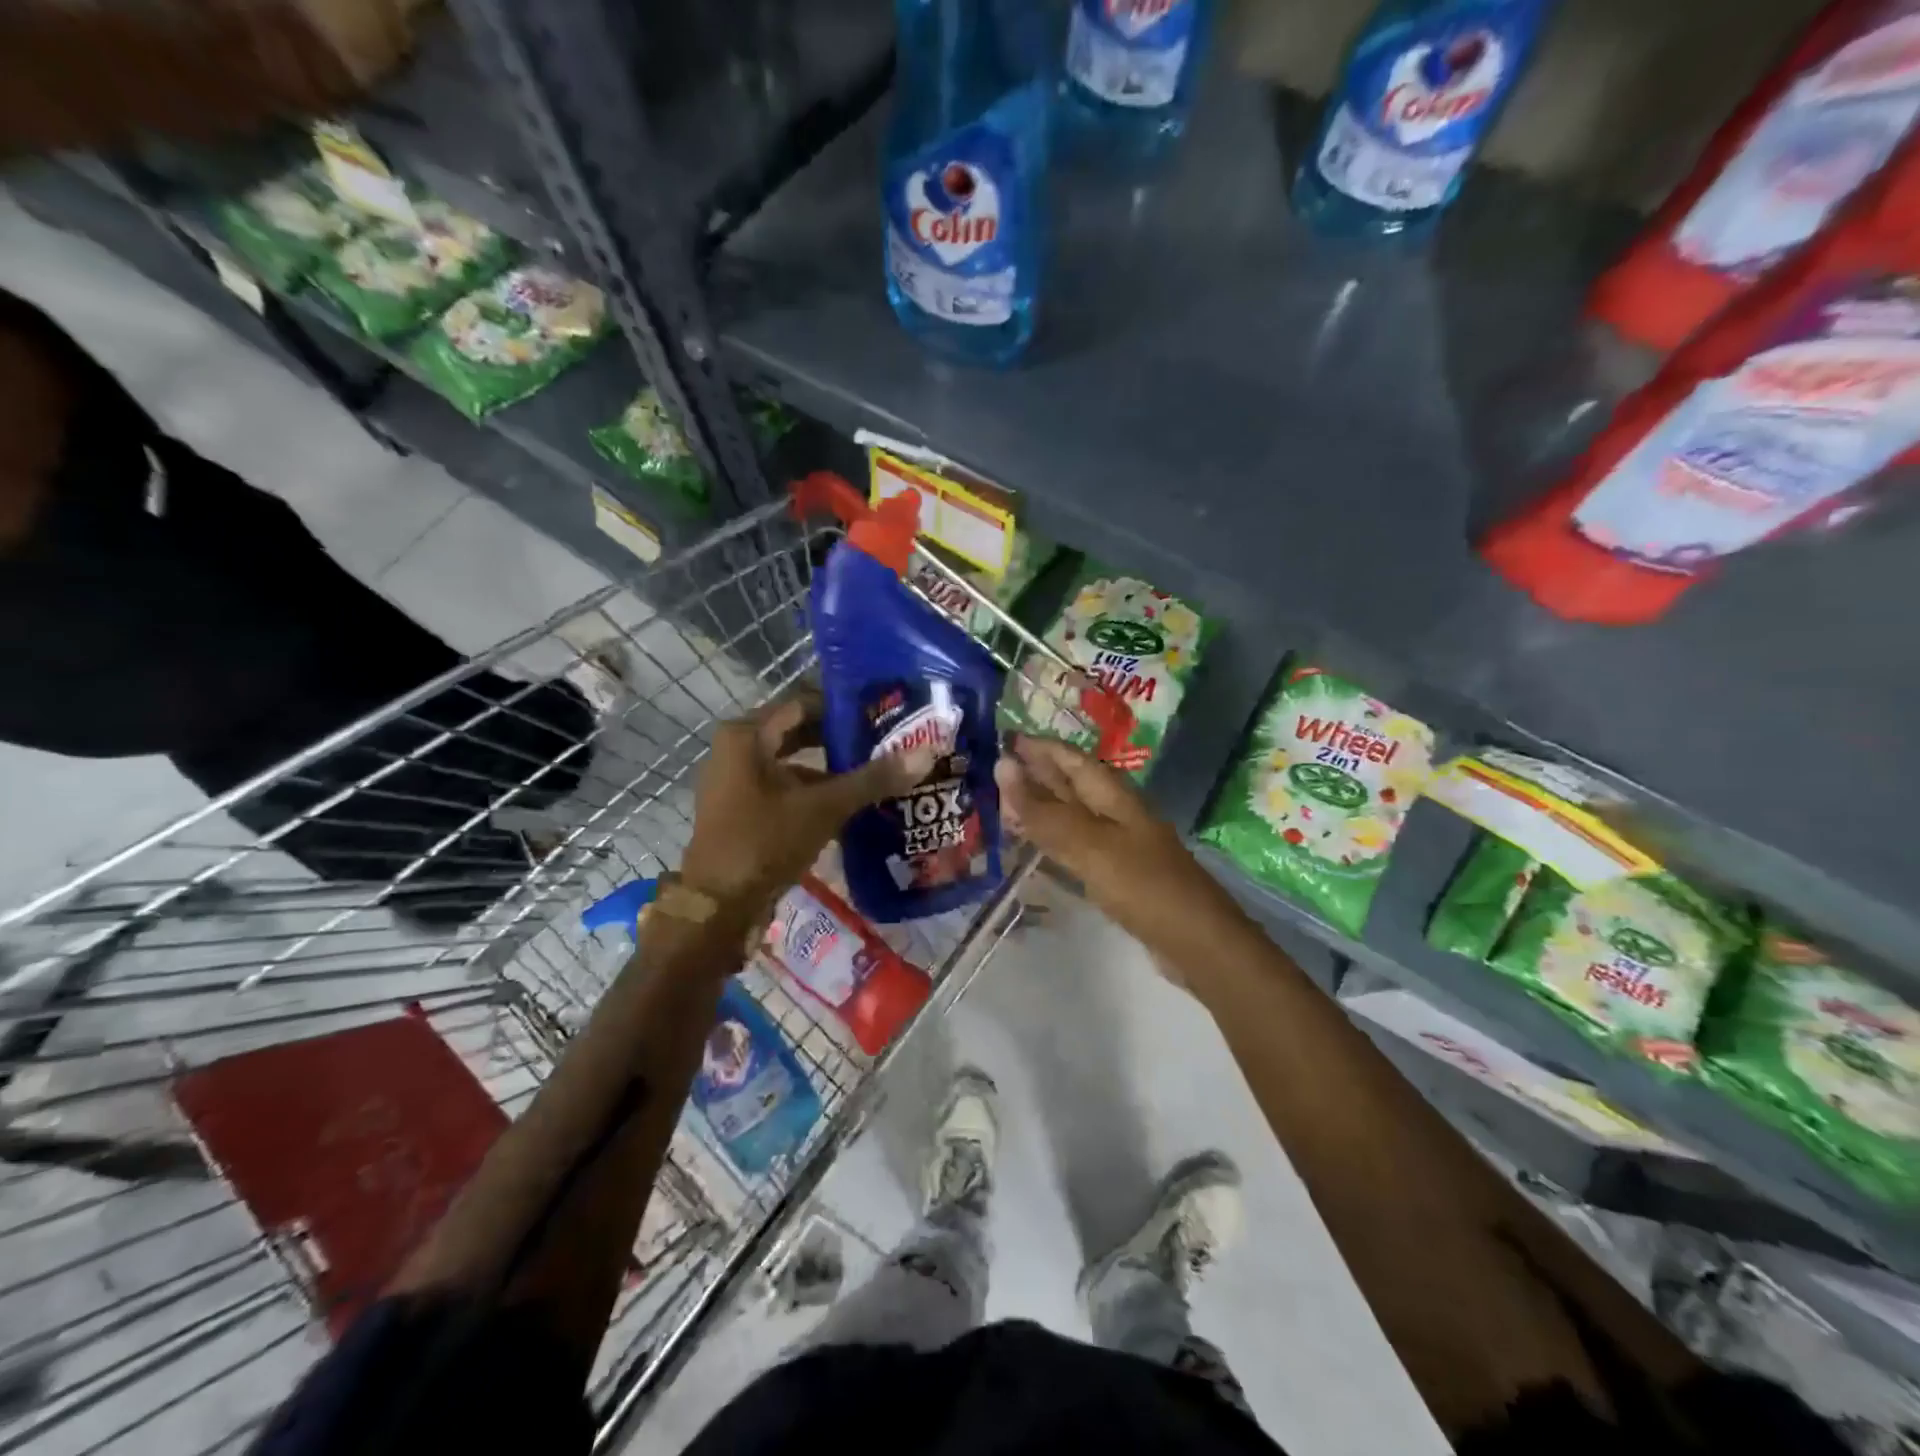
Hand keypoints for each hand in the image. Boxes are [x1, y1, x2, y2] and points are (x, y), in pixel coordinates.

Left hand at [680, 694, 933, 912]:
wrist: (718, 908)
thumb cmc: (765, 842)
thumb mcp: (823, 807)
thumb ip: (873, 779)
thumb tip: (926, 754)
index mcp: (746, 735)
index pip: (802, 703)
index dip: (842, 706)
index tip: (881, 712)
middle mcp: (736, 749)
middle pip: (797, 731)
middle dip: (839, 737)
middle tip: (884, 739)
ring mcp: (736, 781)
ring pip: (792, 761)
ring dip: (829, 766)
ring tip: (874, 769)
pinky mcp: (742, 809)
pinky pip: (783, 786)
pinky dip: (813, 789)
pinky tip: (848, 801)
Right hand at [993, 734, 1230, 956]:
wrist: (1195, 940)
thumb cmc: (1142, 883)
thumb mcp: (1087, 843)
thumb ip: (1043, 810)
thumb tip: (1001, 765)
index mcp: (1113, 794)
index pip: (1069, 757)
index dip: (1037, 747)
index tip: (1001, 738)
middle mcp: (1116, 811)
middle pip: (1071, 784)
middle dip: (1036, 774)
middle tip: (992, 773)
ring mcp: (1119, 842)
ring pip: (1072, 815)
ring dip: (1042, 808)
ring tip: (1004, 807)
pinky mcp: (1118, 873)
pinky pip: (1077, 845)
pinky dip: (1053, 840)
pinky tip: (1037, 847)